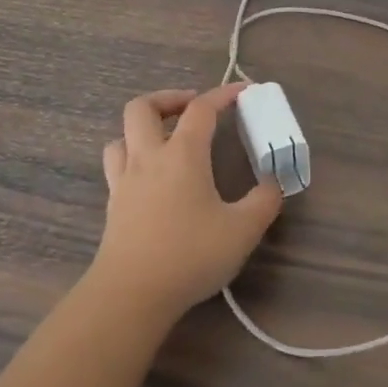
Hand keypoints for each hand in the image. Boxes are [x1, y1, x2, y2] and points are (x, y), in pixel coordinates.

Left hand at [91, 85, 283, 321]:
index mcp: (182, 155)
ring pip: (122, 135)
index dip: (223, 95)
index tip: (243, 92)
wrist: (131, 294)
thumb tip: (274, 182)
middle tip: (192, 108)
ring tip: (166, 140)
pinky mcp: (113, 205)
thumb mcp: (242, 230)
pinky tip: (150, 177)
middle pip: (143, 108)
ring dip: (143, 128)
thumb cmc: (190, 255)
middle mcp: (148, 158)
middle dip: (169, 98)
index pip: (201, 109)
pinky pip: (116, 164)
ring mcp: (124, 180)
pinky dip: (132, 157)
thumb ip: (264, 201)